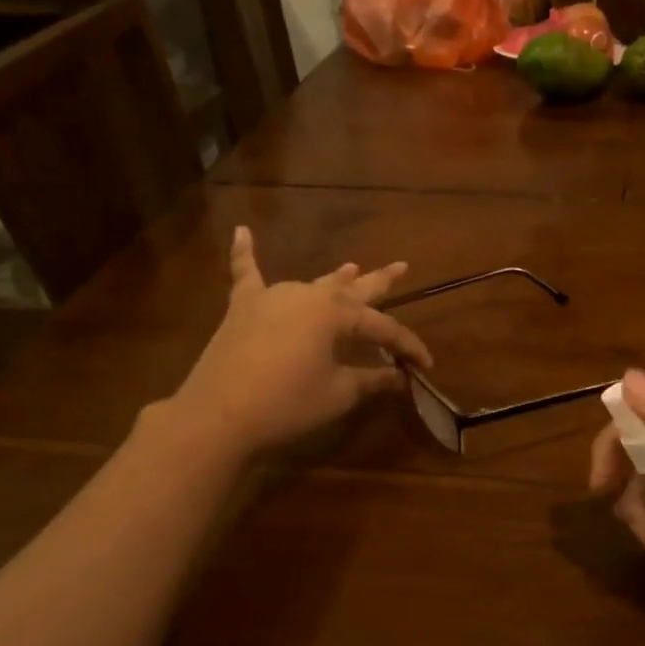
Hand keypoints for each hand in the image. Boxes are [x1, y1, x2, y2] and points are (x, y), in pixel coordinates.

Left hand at [174, 226, 432, 456]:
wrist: (219, 415)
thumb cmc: (288, 403)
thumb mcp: (338, 393)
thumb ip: (371, 380)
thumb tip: (400, 378)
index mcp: (336, 314)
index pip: (382, 327)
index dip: (407, 346)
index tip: (425, 365)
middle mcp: (308, 295)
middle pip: (352, 289)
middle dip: (380, 281)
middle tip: (402, 266)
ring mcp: (273, 297)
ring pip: (313, 283)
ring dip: (336, 278)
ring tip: (353, 266)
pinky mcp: (243, 308)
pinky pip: (246, 274)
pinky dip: (245, 253)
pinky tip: (242, 230)